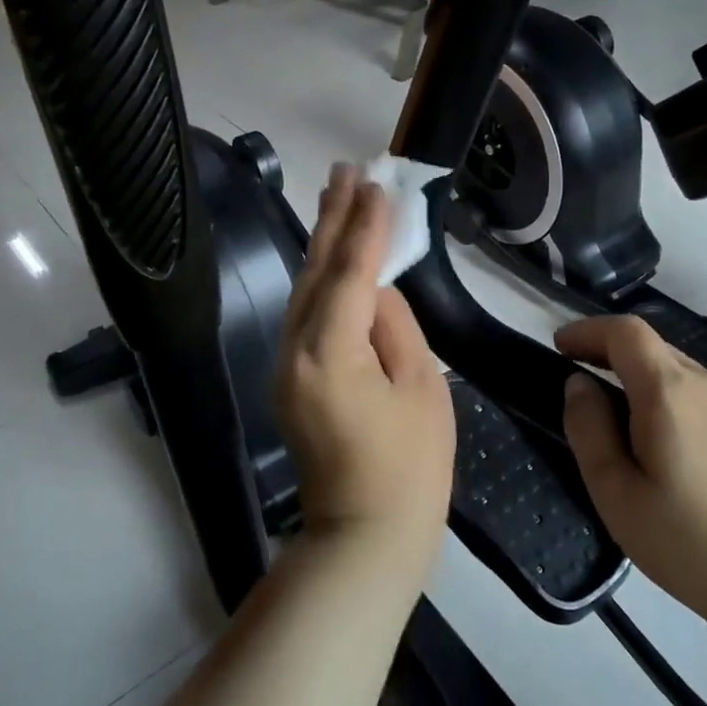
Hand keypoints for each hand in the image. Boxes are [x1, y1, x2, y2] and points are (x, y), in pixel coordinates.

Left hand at [276, 167, 455, 568]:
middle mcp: (294, 351)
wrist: (364, 535)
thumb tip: (376, 289)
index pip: (349, 272)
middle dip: (334, 219)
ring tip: (337, 195)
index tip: (377, 183)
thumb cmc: (410, 468)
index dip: (366, 226)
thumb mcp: (422, 388)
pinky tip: (331, 257)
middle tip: (347, 170)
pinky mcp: (289, 378)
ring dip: (322, 243)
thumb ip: (396, 325)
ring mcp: (285, 366)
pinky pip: (303, 314)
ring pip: (303, 289)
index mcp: (330, 353)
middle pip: (315, 271)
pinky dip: (319, 279)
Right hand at [556, 316, 706, 663]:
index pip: (625, 331)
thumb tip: (579, 384)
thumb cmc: (695, 547)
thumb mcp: (618, 497)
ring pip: (686, 379)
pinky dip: (684, 411)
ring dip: (650, 389)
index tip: (561, 348)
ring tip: (636, 438)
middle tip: (588, 394)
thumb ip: (589, 430)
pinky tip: (688, 463)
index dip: (588, 331)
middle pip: (655, 351)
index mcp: (670, 392)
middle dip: (614, 359)